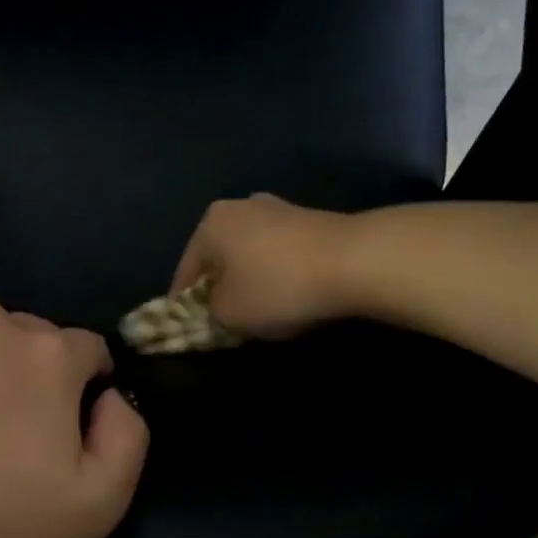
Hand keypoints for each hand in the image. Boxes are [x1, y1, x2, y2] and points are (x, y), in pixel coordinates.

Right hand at [172, 193, 353, 338]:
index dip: (183, 306)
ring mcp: (277, 209)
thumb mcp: (228, 314)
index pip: (185, 272)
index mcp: (210, 224)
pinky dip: (276, 274)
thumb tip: (214, 307)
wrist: (354, 261)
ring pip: (249, 255)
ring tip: (257, 312)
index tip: (187, 330)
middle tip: (222, 321)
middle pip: (218, 259)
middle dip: (218, 289)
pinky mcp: (309, 219)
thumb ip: (208, 312)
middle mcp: (239, 207)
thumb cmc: (277, 286)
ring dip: (248, 280)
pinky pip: (278, 254)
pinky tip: (288, 295)